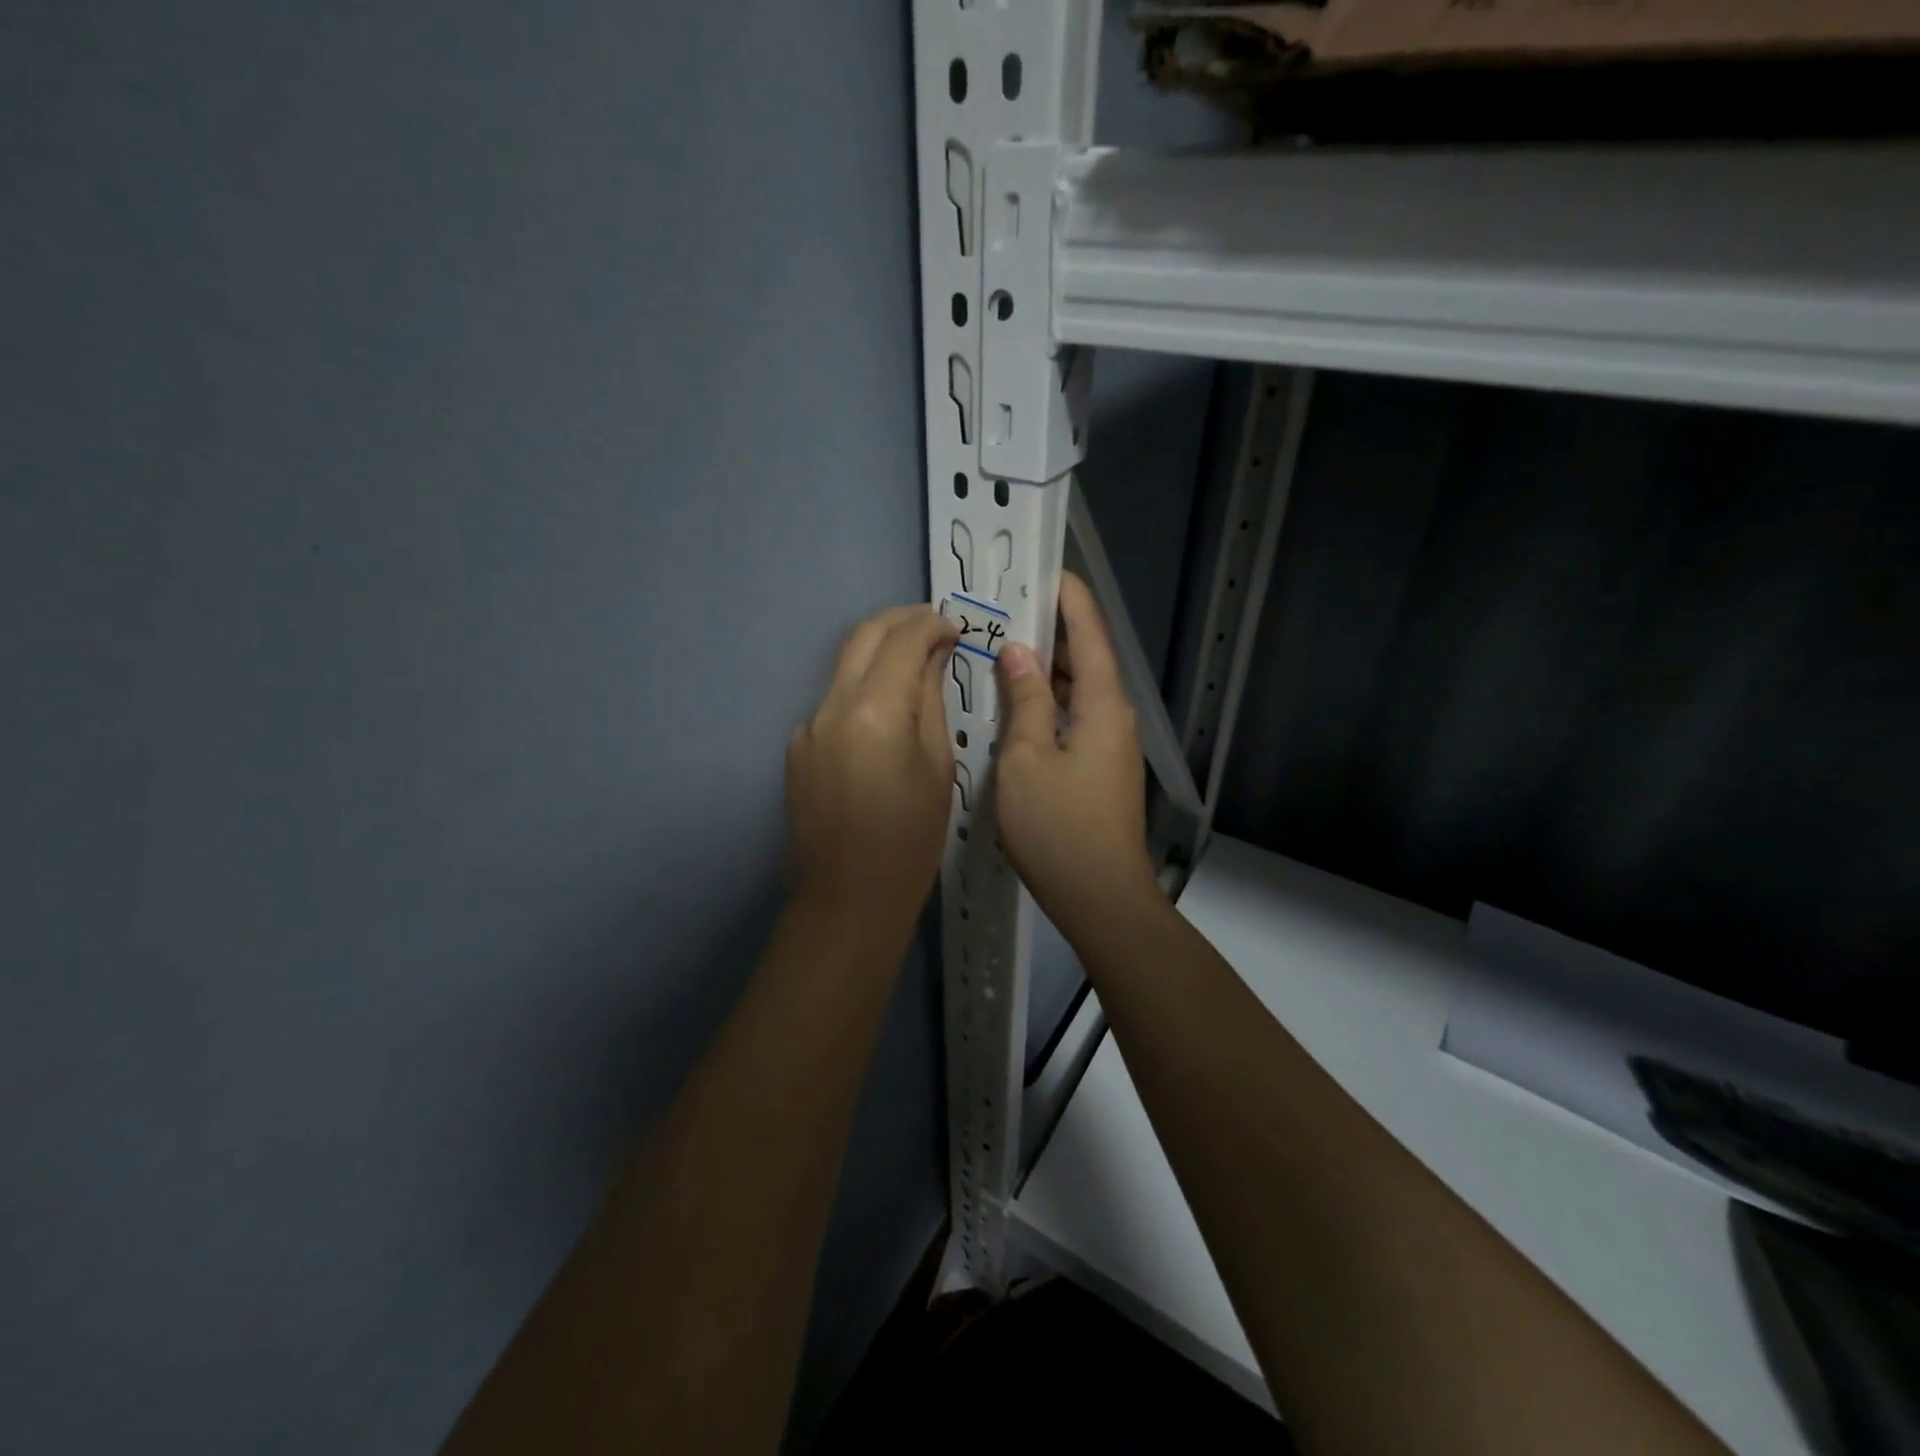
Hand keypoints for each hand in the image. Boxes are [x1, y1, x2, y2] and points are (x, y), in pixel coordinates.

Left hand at [786, 604, 960, 930]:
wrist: (847, 899)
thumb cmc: (910, 839)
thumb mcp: (937, 766)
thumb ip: (930, 700)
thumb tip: (932, 655)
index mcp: (874, 710)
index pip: (902, 640)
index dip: (931, 624)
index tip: (955, 629)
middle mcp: (831, 706)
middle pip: (863, 636)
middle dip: (900, 621)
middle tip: (934, 626)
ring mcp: (807, 725)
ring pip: (845, 666)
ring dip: (879, 654)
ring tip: (916, 665)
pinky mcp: (797, 747)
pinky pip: (834, 702)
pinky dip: (862, 691)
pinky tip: (885, 715)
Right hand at [994, 573, 1157, 938]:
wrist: (1099, 897)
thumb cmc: (1058, 826)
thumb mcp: (1027, 758)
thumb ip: (1025, 700)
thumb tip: (1018, 652)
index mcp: (1104, 705)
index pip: (1091, 633)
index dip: (1070, 599)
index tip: (1045, 570)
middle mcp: (1115, 717)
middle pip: (1086, 660)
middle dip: (1050, 633)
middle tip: (1006, 613)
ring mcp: (1109, 745)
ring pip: (1078, 692)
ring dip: (1045, 671)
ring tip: (1002, 652)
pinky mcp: (1099, 769)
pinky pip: (1073, 719)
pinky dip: (1047, 704)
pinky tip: (1015, 708)